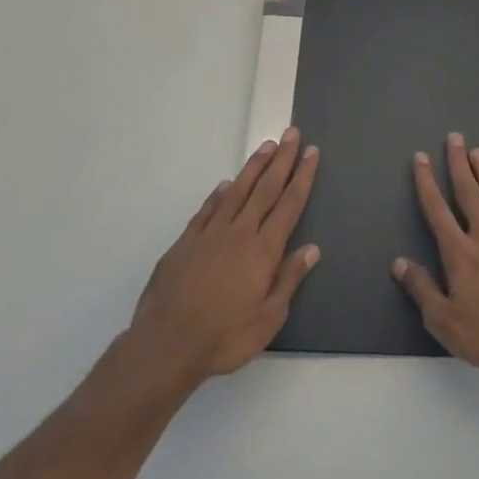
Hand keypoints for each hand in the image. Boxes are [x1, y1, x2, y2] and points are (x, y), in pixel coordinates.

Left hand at [127, 128, 320, 385]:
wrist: (167, 344)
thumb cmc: (225, 337)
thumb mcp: (269, 317)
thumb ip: (289, 279)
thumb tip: (312, 248)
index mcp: (263, 250)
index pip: (289, 204)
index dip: (302, 176)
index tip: (311, 153)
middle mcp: (239, 233)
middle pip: (265, 188)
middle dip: (281, 160)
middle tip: (291, 134)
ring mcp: (210, 235)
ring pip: (236, 191)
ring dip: (253, 167)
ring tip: (265, 146)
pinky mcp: (185, 243)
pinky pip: (207, 210)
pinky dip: (219, 195)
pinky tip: (225, 185)